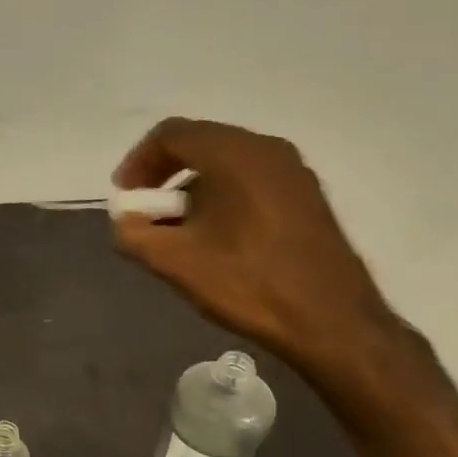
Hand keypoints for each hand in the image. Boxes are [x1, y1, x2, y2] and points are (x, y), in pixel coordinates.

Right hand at [113, 118, 399, 374]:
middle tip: (147, 213)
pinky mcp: (307, 197)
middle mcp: (267, 150)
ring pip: (227, 164)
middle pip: (200, 144)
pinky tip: (217, 240)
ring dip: (193, 189)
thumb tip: (126, 222)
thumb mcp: (175, 262)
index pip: (171, 134)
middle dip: (164, 175)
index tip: (125, 198)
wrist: (332, 322)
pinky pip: (251, 181)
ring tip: (179, 232)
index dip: (138, 161)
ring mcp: (293, 172)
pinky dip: (222, 198)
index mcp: (234, 154)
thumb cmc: (248, 282)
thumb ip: (134, 234)